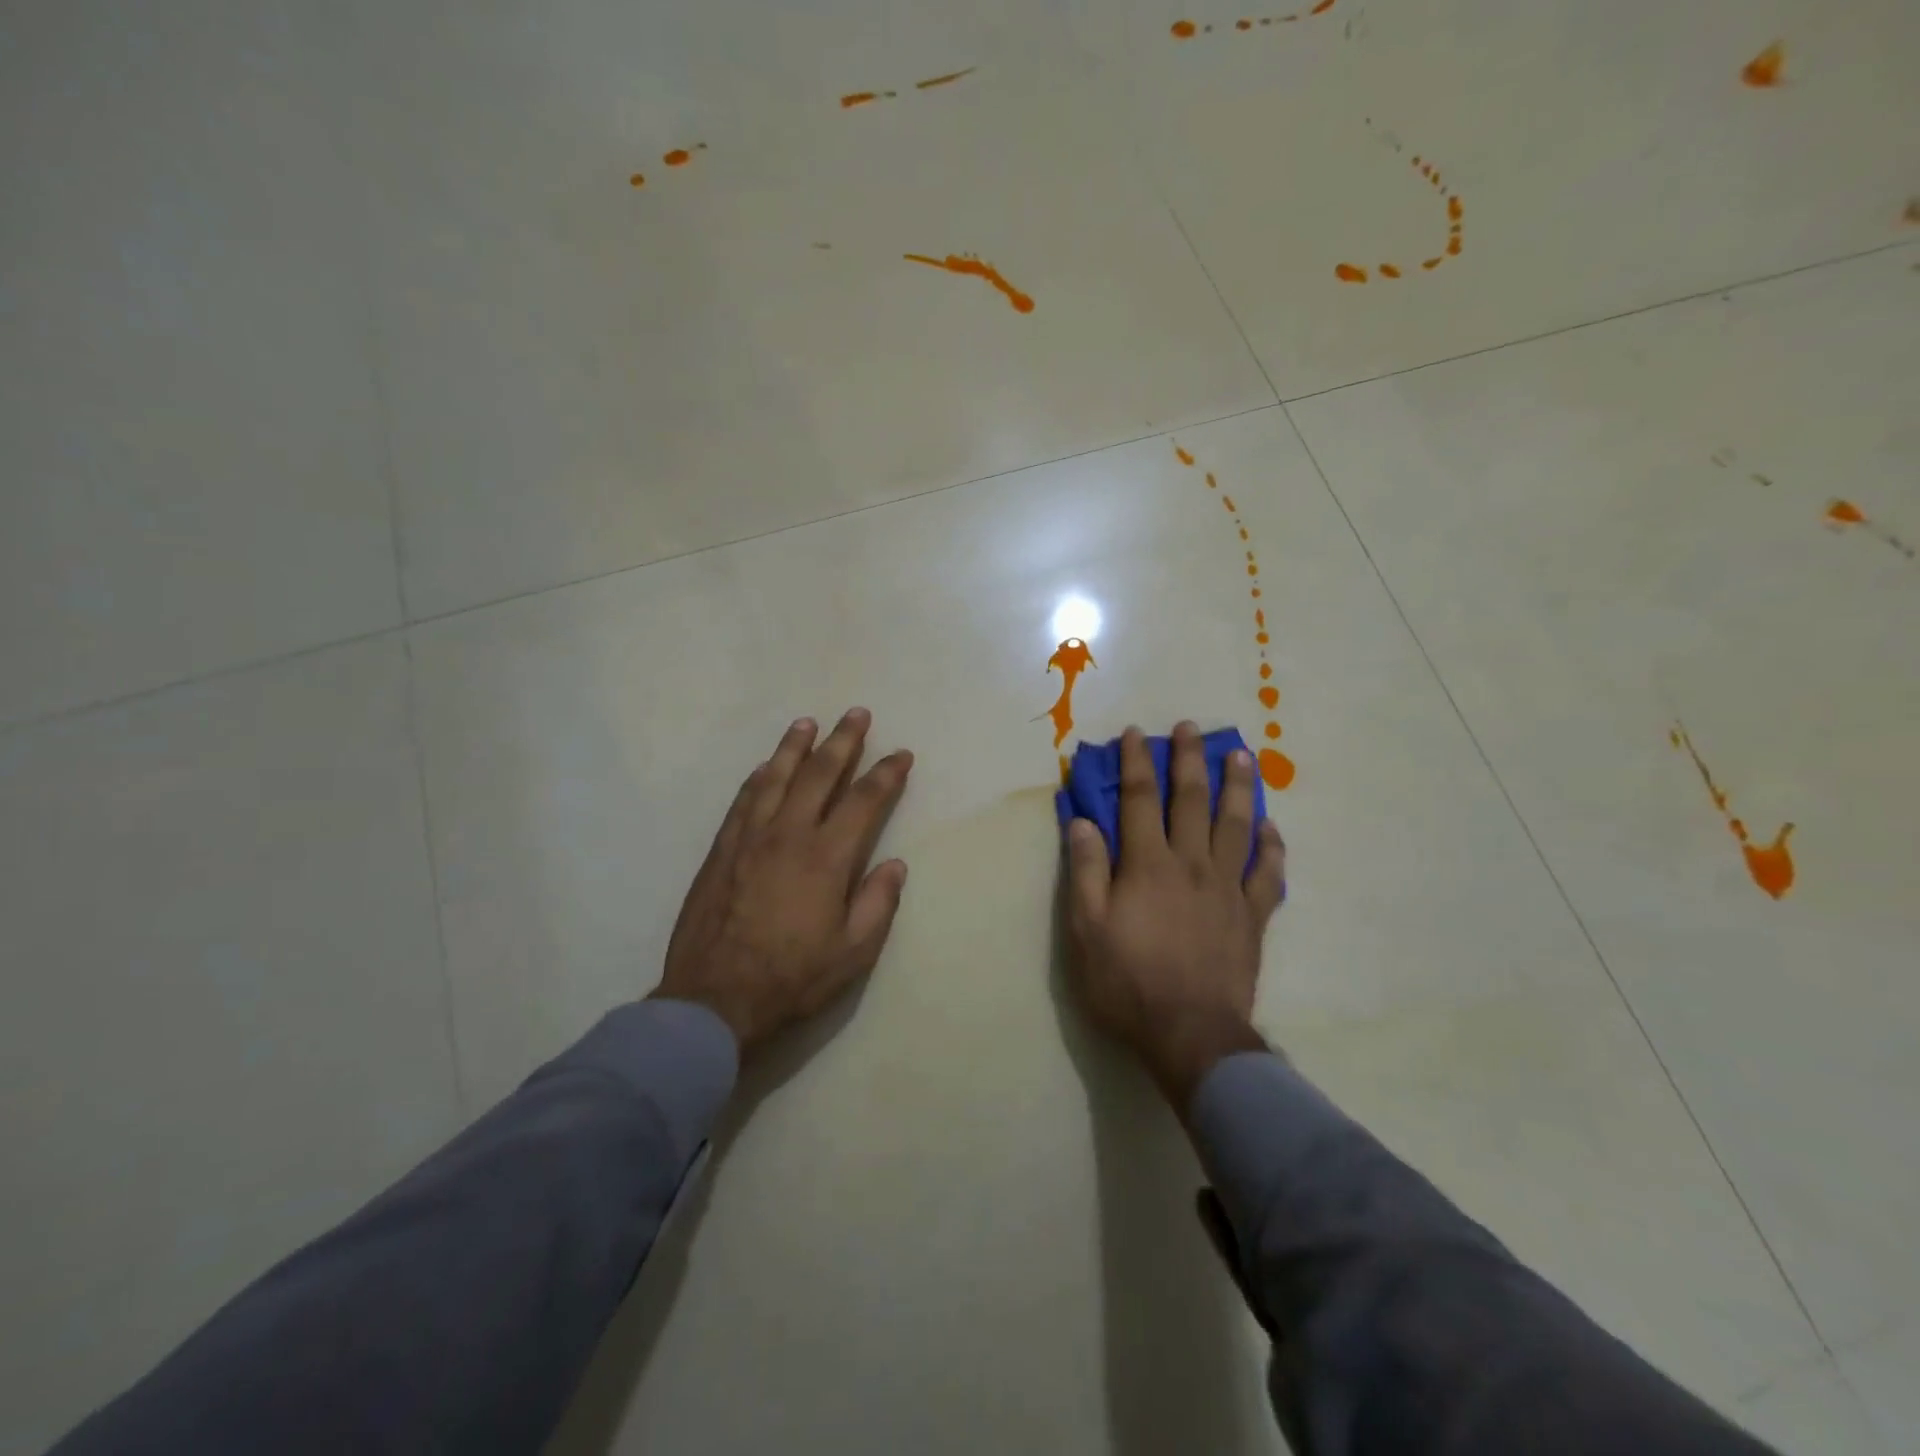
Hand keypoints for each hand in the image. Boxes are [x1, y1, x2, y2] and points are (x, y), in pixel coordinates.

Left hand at [654, 709, 912, 1056]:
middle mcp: (788, 834)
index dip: (886, 774)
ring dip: (795, 747)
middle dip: (843, 741)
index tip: (901, 754)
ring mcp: (749, 838)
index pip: (863, 801)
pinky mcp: (721, 849)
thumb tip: (895, 864)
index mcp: (826, 857)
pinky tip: (765, 767)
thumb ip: (878, 903)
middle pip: (819, 774)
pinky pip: (743, 800)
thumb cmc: (792, 977)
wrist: (713, 999)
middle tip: (857, 714)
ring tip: (808, 723)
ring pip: (776, 777)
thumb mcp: (852, 952)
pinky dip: (758, 777)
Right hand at [1064, 722, 1286, 1108]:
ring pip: (1236, 826)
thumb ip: (1086, 870)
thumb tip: (1082, 820)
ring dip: (1237, 787)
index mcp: (1148, 864)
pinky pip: (1268, 873)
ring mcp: (1228, 889)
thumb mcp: (1086, 929)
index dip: (1135, 763)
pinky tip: (1271, 829)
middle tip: (1190, 728)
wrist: (1190, 1034)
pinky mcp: (1253, 917)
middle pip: (1191, 801)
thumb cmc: (1128, 982)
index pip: (1138, 800)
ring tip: (1239, 756)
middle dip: (1188, 760)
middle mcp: (1191, 864)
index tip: (1135, 733)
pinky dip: (1272, 847)